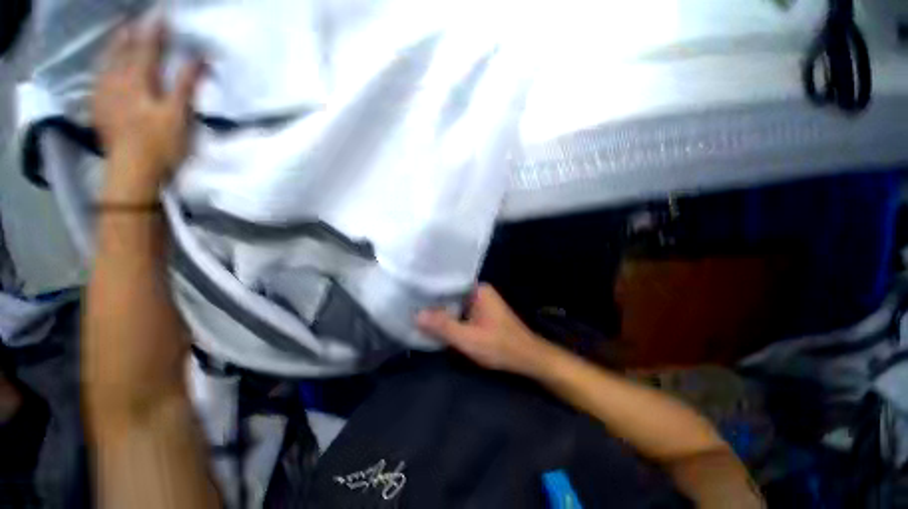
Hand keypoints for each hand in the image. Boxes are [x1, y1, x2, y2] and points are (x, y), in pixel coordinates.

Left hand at [93, 20, 203, 202]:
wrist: (132, 171)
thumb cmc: (160, 143)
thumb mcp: (178, 115)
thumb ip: (186, 84)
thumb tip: (199, 58)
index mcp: (138, 81)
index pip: (147, 48)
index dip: (155, 31)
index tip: (161, 14)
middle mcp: (117, 81)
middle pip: (122, 51)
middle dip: (130, 33)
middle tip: (135, 19)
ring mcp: (105, 95)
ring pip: (106, 62)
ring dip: (113, 46)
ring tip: (119, 33)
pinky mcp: (100, 109)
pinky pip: (98, 78)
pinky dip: (103, 66)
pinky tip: (104, 64)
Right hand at [417, 284, 554, 377]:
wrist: (529, 359)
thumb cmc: (501, 346)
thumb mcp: (469, 339)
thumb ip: (443, 327)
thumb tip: (416, 315)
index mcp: (478, 290)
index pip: (448, 283)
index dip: (430, 288)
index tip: (411, 292)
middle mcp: (479, 292)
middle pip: (450, 294)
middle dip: (433, 301)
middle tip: (409, 304)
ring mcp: (481, 302)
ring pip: (454, 304)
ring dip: (441, 310)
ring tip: (416, 311)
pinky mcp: (481, 314)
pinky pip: (461, 312)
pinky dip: (450, 317)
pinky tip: (436, 323)